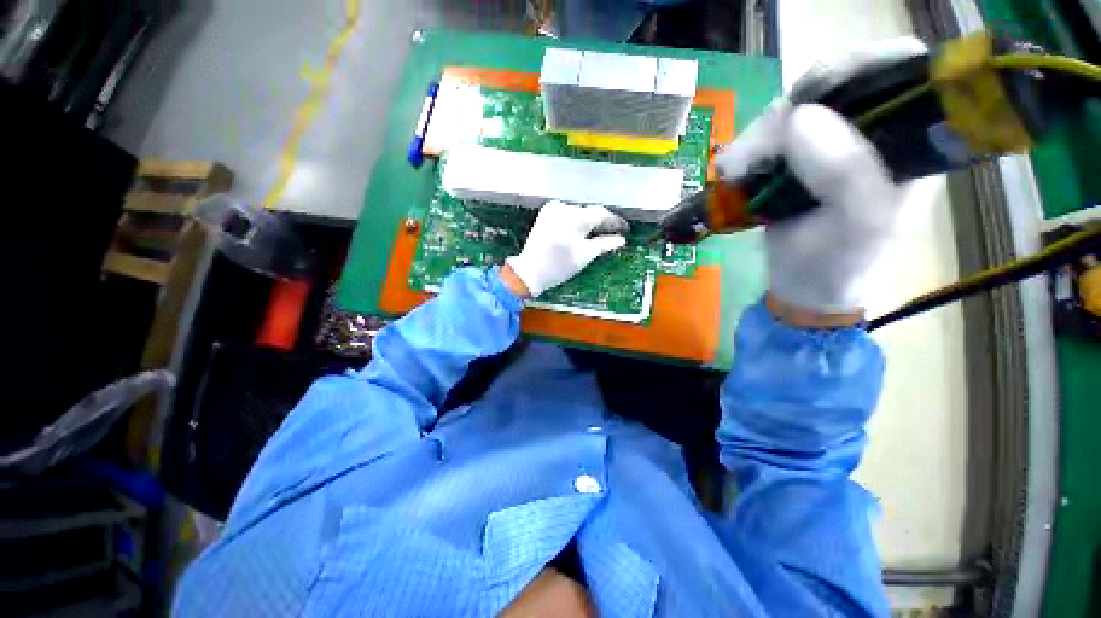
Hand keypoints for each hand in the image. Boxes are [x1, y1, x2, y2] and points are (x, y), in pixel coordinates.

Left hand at [504, 201, 628, 297]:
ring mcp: (552, 209)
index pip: (601, 214)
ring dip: (589, 221)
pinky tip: (582, 231)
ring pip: (578, 212)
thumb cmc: (559, 266)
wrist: (530, 271)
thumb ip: (605, 244)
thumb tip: (621, 239)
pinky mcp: (545, 214)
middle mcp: (564, 207)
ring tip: (600, 233)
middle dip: (601, 222)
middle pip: (589, 212)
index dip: (614, 221)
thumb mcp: (585, 256)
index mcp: (575, 217)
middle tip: (614, 232)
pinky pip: (567, 214)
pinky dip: (576, 221)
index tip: (625, 229)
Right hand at [715, 37, 925, 321]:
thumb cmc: (841, 262)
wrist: (804, 287)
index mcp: (912, 138)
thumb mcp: (858, 222)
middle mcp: (874, 130)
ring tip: (733, 172)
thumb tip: (799, 116)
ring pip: (793, 109)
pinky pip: (769, 134)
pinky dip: (746, 149)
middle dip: (790, 111)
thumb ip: (844, 171)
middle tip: (753, 152)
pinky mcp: (796, 158)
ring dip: (757, 137)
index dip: (859, 66)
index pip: (901, 68)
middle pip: (836, 84)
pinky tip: (733, 172)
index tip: (811, 96)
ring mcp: (831, 142)